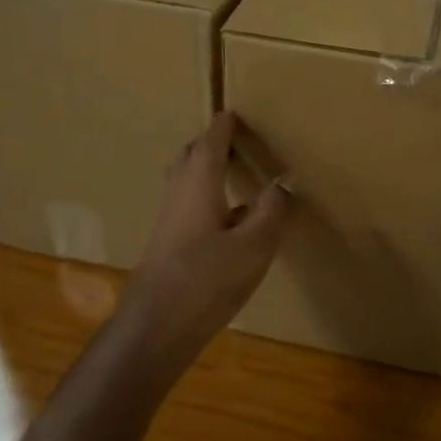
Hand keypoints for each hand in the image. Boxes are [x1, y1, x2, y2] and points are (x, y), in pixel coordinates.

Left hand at [114, 112, 290, 384]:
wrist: (154, 328)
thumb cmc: (206, 280)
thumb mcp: (254, 246)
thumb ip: (272, 211)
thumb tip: (286, 181)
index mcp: (199, 183)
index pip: (211, 142)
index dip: (224, 126)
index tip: (234, 113)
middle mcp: (179, 193)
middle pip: (192, 156)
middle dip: (210, 143)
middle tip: (233, 137)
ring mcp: (169, 219)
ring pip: (187, 180)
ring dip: (206, 168)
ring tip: (231, 168)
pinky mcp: (168, 243)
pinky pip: (188, 203)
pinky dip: (207, 195)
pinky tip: (228, 217)